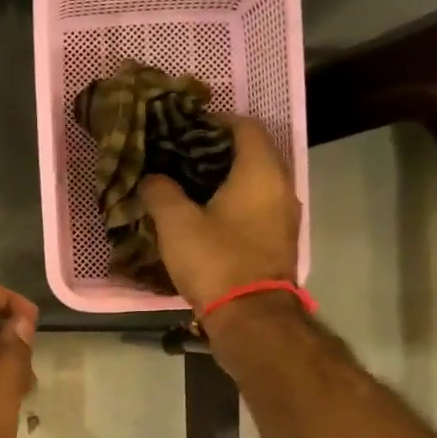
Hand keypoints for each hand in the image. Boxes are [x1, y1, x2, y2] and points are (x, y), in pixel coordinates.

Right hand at [139, 117, 301, 311]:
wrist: (250, 316)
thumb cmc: (215, 261)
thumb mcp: (176, 223)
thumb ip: (160, 191)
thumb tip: (152, 177)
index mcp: (260, 171)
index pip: (244, 126)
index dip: (214, 121)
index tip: (185, 128)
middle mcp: (281, 185)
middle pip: (253, 151)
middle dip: (218, 149)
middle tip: (183, 155)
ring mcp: (285, 214)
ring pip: (256, 180)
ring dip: (227, 176)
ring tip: (190, 183)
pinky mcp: (280, 238)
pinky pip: (258, 204)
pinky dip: (236, 199)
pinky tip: (208, 212)